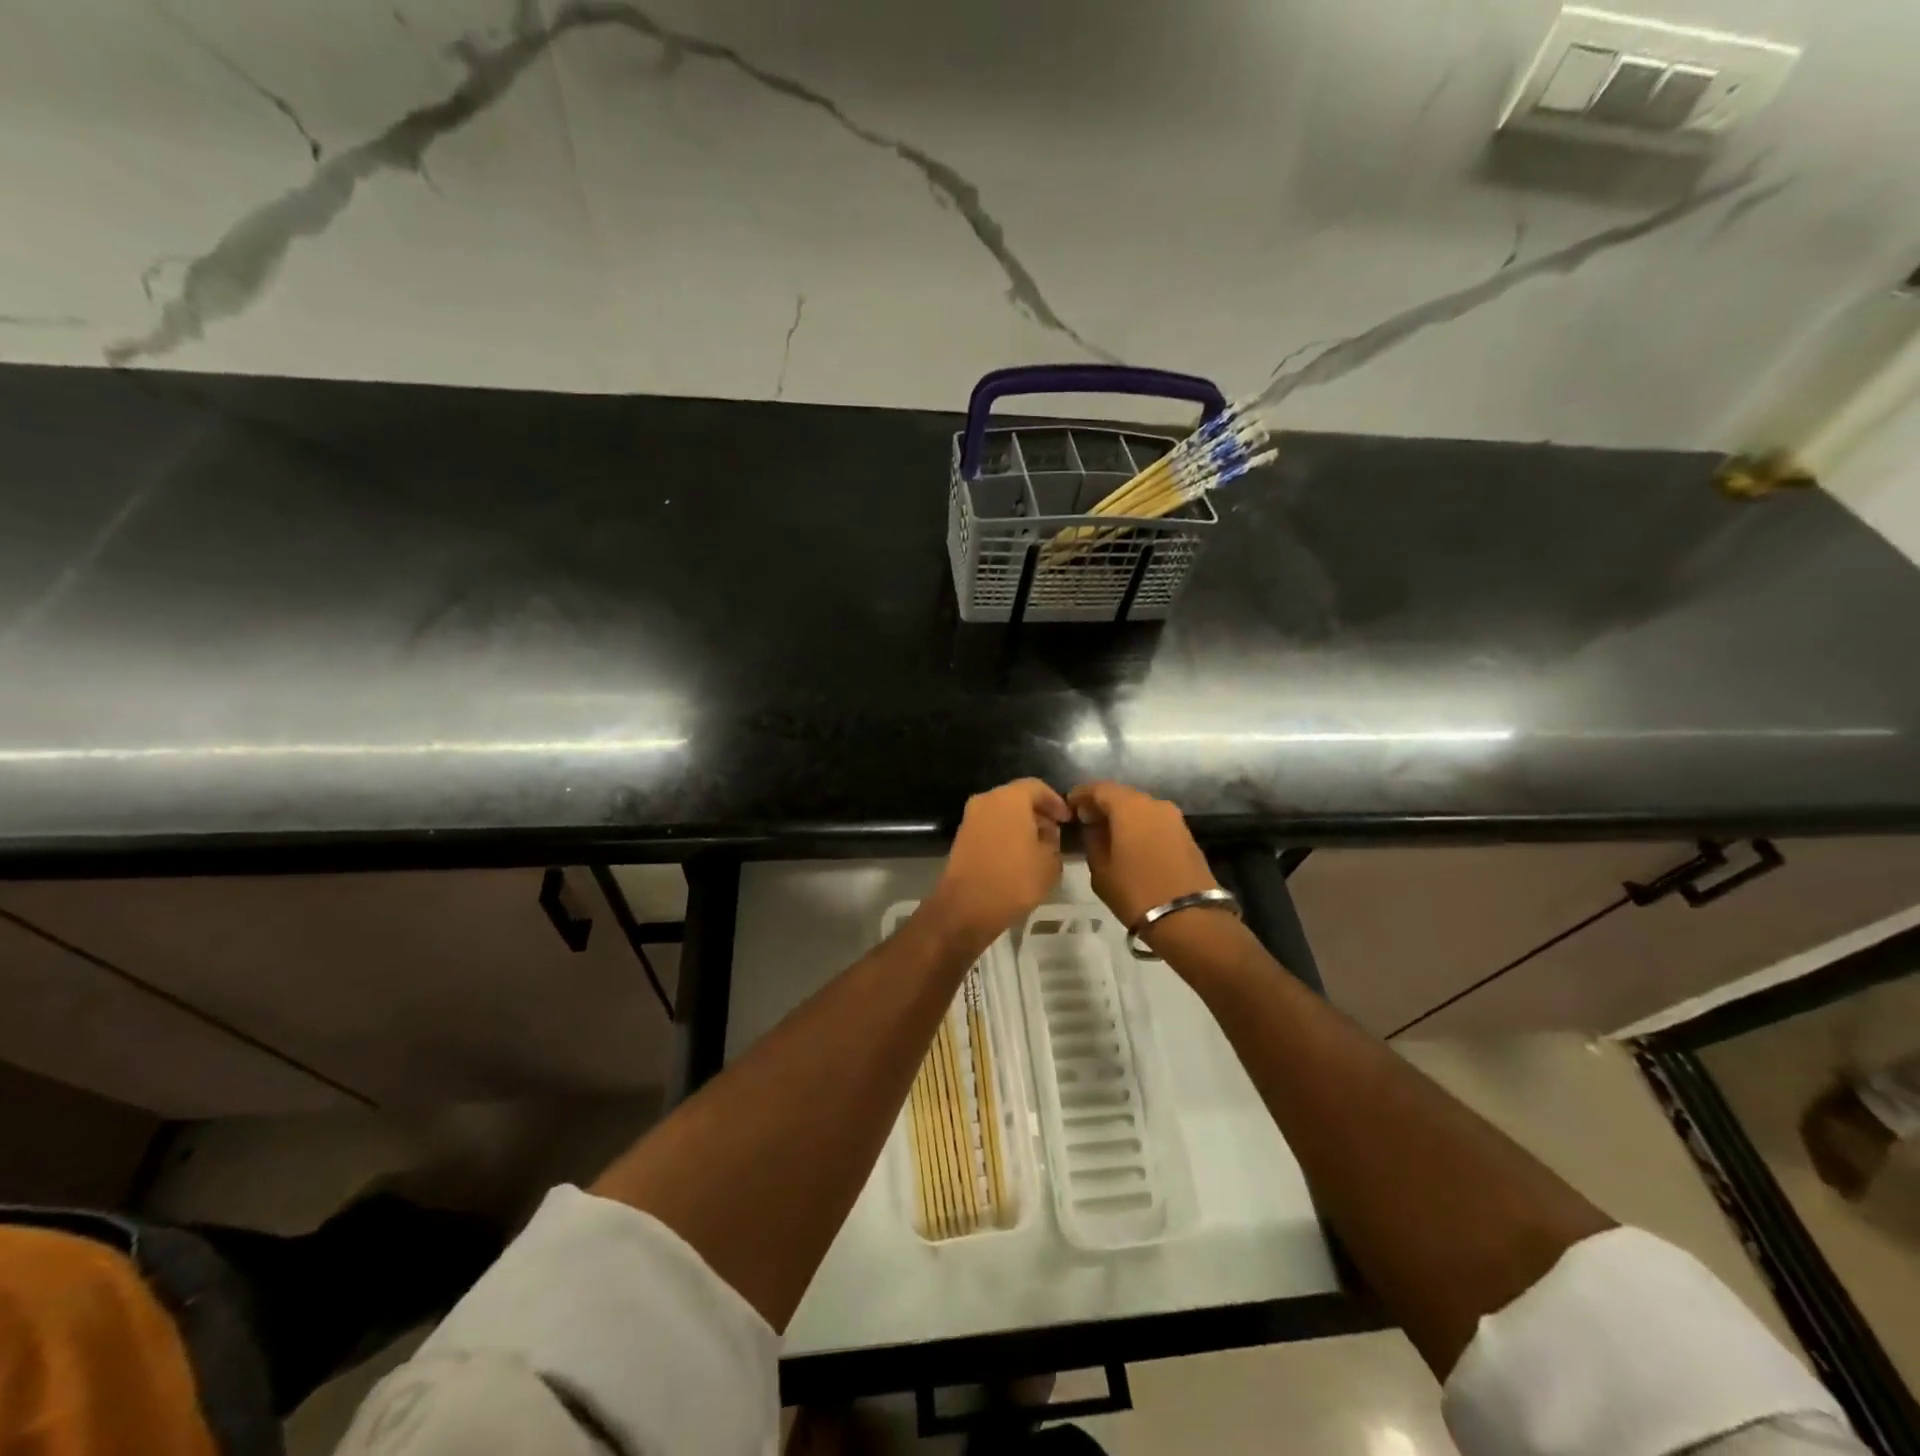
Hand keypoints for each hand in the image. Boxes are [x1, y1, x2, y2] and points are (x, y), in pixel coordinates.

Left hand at [929, 779, 1070, 941]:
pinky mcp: (962, 836)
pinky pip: (990, 827)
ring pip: (1003, 812)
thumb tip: (1047, 834)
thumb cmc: (1015, 879)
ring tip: (1039, 847)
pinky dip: (1006, 834)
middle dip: (1038, 813)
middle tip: (1055, 834)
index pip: (1037, 787)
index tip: (1068, 820)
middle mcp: (987, 800)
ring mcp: (971, 818)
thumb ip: (1053, 840)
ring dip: (1021, 824)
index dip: (1056, 802)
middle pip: (1018, 798)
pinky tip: (1018, 856)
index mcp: (1010, 798)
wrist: (967, 907)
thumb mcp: (1050, 862)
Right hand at [1068, 781, 1218, 932]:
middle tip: (1087, 819)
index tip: (1069, 806)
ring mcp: (1174, 817)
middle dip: (1103, 804)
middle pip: (1122, 795)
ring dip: (1123, 816)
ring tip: (1108, 833)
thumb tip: (1093, 827)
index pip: (1099, 788)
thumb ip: (1093, 840)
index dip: (1082, 794)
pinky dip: (1140, 826)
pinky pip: (1155, 821)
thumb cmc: (1136, 891)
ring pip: (1141, 808)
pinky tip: (1130, 843)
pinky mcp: (1186, 834)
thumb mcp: (1100, 869)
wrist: (1189, 917)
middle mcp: (1153, 803)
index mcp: (1129, 807)